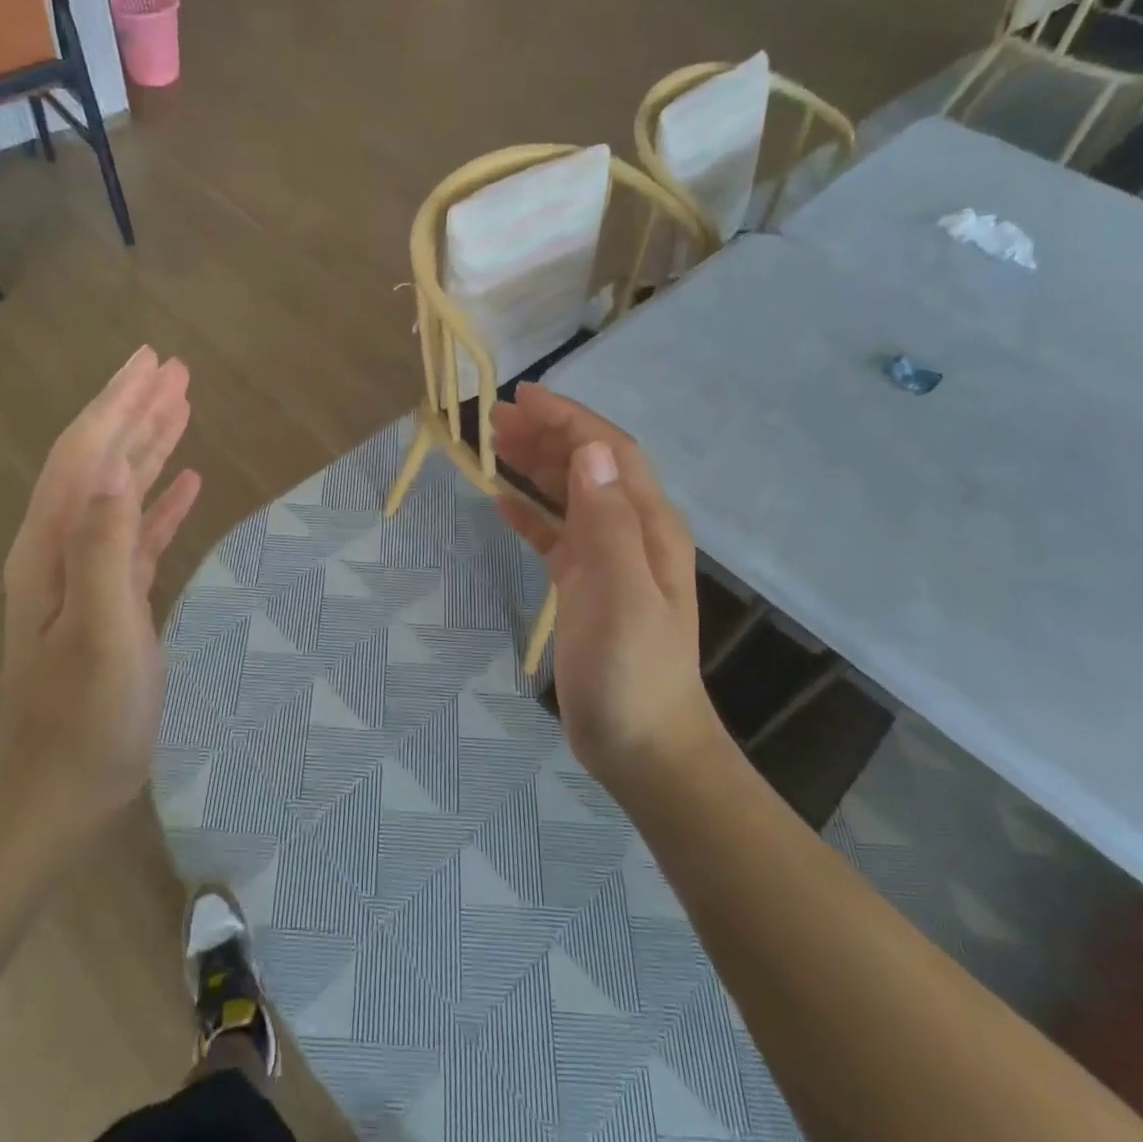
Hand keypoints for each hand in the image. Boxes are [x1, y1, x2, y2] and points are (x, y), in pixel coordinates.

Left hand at [0, 347, 202, 834]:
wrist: (59, 788)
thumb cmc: (84, 718)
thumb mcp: (100, 633)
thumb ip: (103, 551)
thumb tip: (113, 473)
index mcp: (53, 546)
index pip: (86, 453)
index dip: (120, 403)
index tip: (153, 362)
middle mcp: (63, 547)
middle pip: (100, 459)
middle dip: (136, 410)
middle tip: (174, 370)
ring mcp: (87, 573)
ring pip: (121, 490)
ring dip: (150, 445)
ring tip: (184, 407)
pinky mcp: (112, 597)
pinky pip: (139, 532)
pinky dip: (161, 500)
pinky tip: (187, 483)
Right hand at [492, 383, 722, 794]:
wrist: (644, 744)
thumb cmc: (632, 671)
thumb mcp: (621, 594)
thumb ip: (607, 521)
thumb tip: (589, 450)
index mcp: (648, 526)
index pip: (609, 453)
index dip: (569, 420)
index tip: (523, 397)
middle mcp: (632, 533)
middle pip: (589, 467)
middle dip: (546, 436)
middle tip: (494, 418)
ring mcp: (609, 560)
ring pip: (571, 496)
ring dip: (536, 467)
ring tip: (494, 446)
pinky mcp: (586, 587)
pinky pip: (556, 536)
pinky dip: (531, 513)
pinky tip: (503, 502)